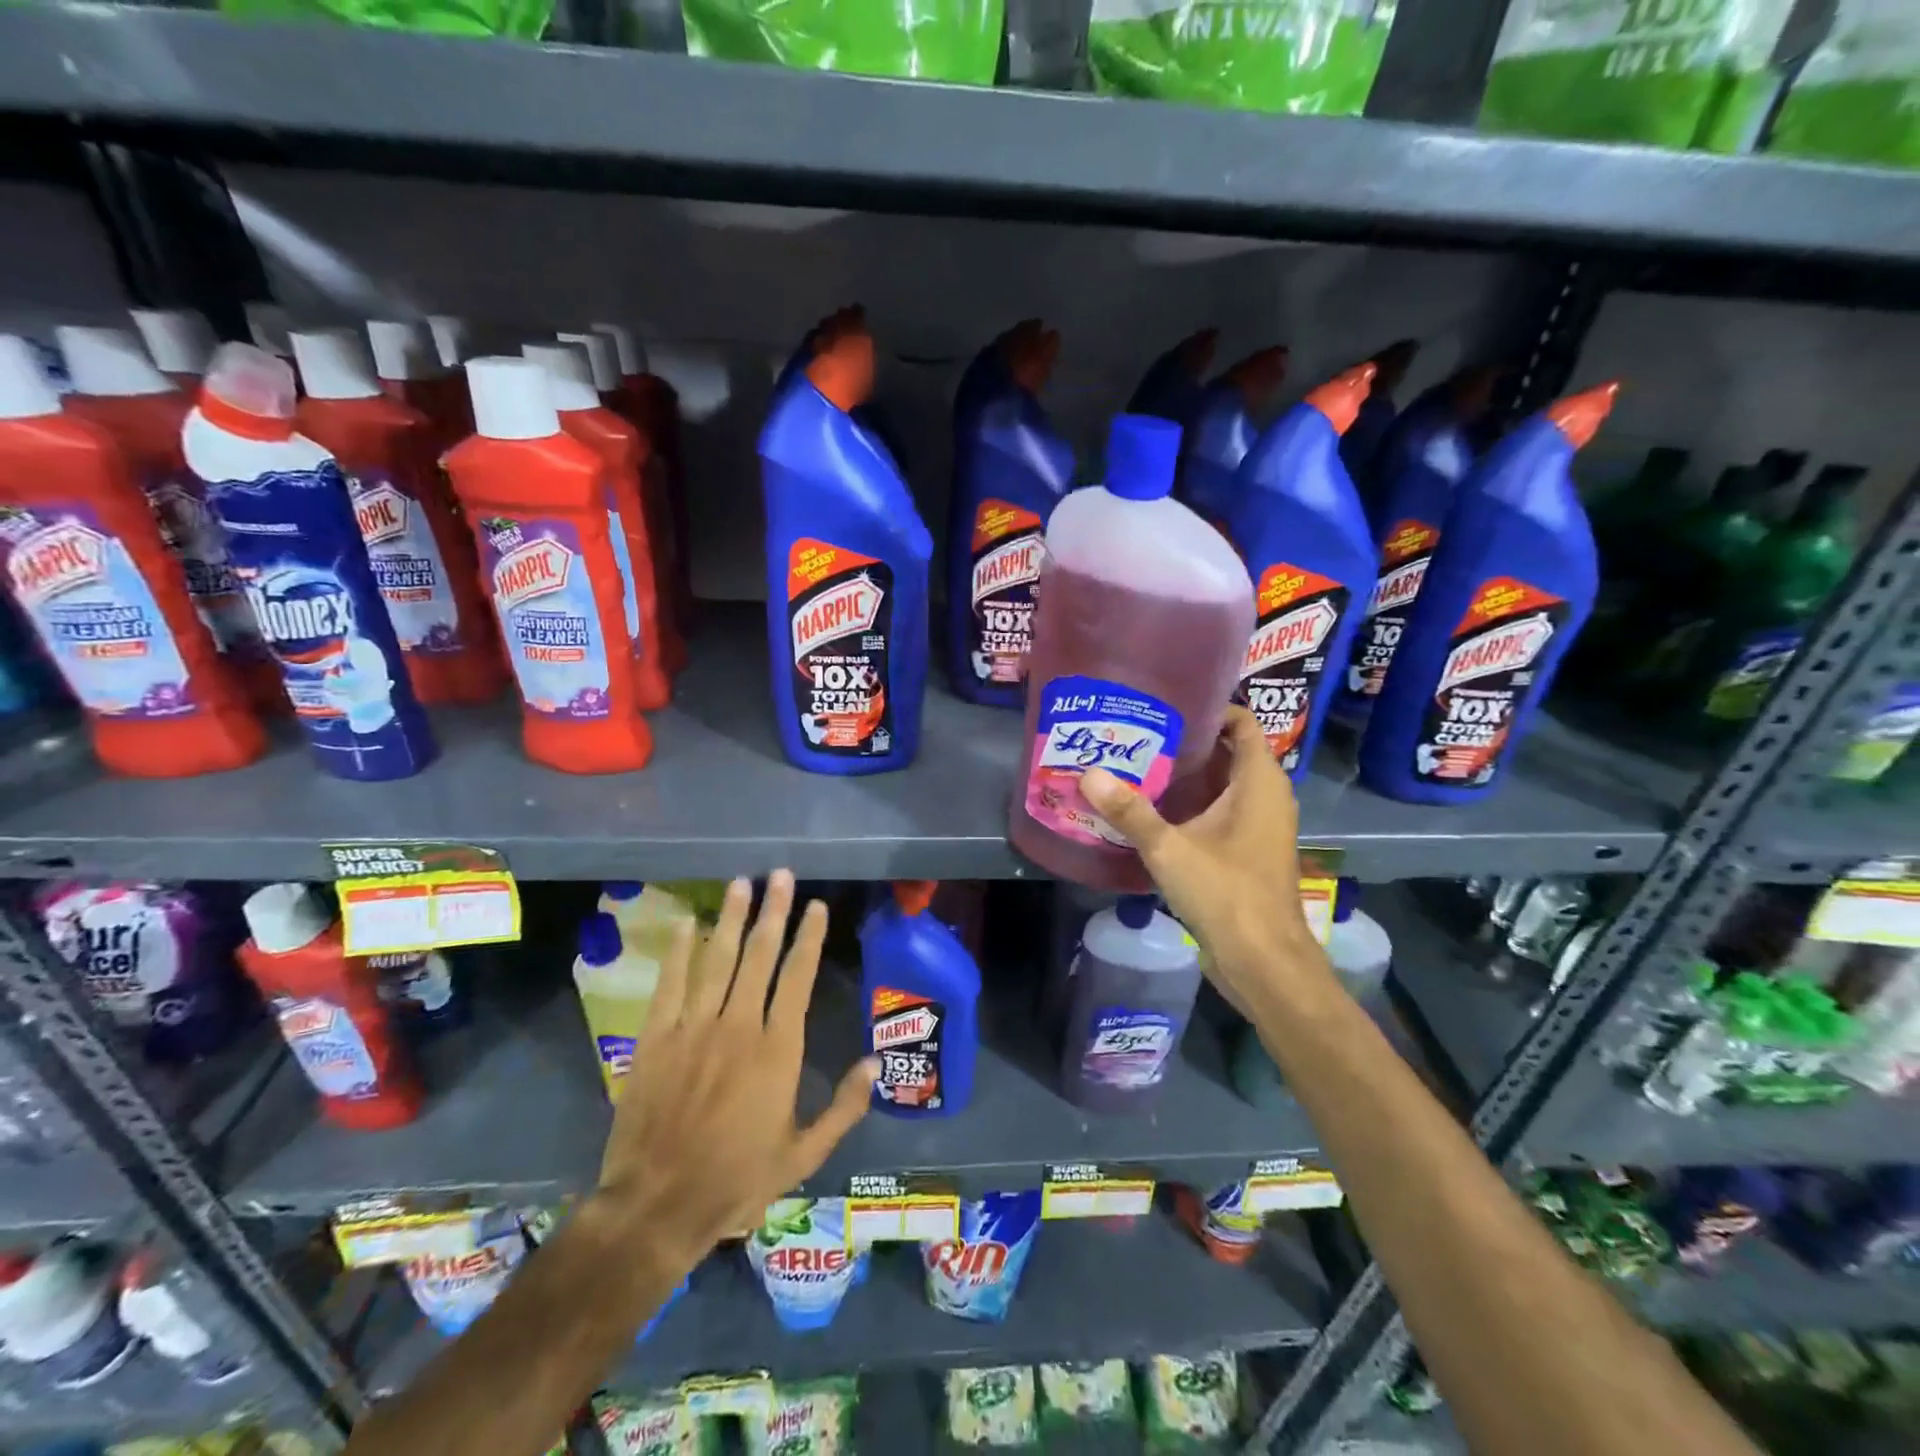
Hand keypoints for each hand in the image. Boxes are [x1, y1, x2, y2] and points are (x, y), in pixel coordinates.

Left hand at [593, 872, 877, 1268]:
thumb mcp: (804, 1155)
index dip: (809, 937)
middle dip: (773, 911)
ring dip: (731, 917)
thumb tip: (874, 1063)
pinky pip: (670, 983)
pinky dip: (679, 951)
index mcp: (778, 1049)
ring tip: (741, 883)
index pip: (798, 976)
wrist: (657, 1206)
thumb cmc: (737, 1180)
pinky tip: (687, 923)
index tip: (816, 906)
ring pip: (717, 958)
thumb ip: (843, 1108)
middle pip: (759, 955)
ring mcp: (694, 1027)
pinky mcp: (656, 1038)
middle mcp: (739, 1025)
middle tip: (780, 874)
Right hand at [1080, 706, 1325, 1012]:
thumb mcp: (1169, 848)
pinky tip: (1154, 812)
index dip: (1211, 709)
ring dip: (1188, 777)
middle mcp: (1266, 798)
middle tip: (1140, 733)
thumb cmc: (1226, 893)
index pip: (1242, 723)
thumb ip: (1129, 811)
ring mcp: (1260, 828)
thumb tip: (1089, 774)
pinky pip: (1221, 814)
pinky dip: (1194, 806)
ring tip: (1138, 765)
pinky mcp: (1248, 854)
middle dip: (1188, 743)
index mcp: (1259, 782)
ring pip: (1223, 787)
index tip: (1167, 705)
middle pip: (1228, 753)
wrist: (1263, 961)